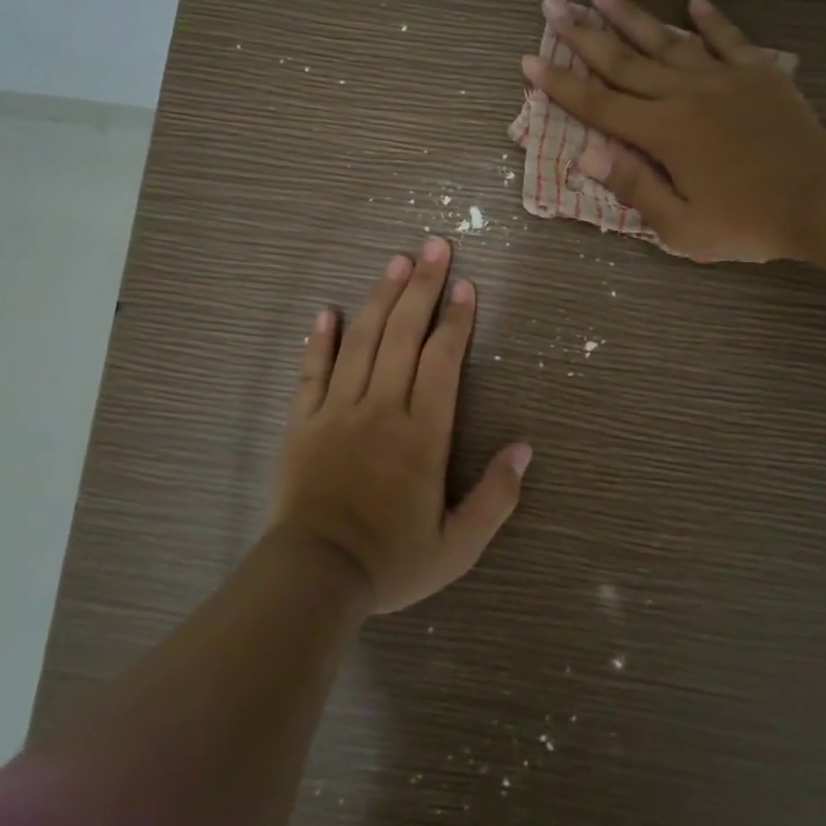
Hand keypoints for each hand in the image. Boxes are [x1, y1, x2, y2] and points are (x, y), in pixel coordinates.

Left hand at [269, 237, 531, 612]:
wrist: (315, 578)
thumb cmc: (391, 561)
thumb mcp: (458, 546)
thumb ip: (495, 498)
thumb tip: (523, 449)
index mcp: (422, 434)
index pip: (443, 360)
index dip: (456, 320)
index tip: (466, 286)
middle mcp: (381, 408)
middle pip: (403, 334)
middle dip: (422, 287)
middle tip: (435, 247)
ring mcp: (337, 411)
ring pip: (362, 340)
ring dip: (381, 297)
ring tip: (396, 261)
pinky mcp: (302, 422)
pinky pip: (311, 371)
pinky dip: (320, 339)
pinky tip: (328, 311)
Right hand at [522, 0, 825, 262]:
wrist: (824, 201)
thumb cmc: (749, 223)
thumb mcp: (683, 229)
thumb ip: (634, 188)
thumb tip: (585, 154)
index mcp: (663, 133)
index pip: (598, 104)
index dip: (560, 84)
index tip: (530, 60)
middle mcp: (685, 95)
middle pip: (624, 60)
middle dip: (583, 33)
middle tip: (553, 4)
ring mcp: (724, 78)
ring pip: (667, 41)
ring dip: (632, 16)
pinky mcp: (758, 74)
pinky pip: (729, 39)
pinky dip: (710, 20)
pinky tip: (693, 3)